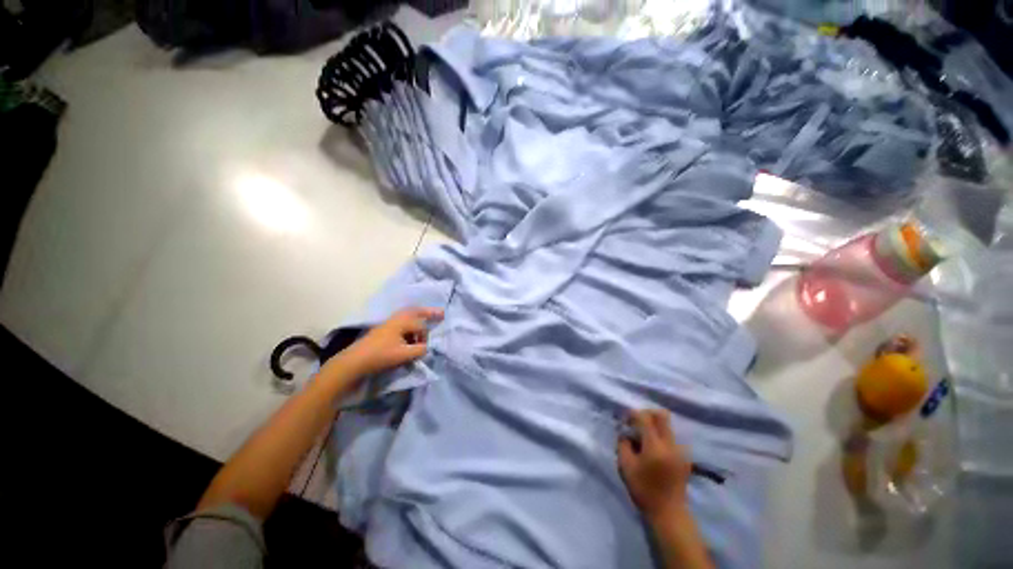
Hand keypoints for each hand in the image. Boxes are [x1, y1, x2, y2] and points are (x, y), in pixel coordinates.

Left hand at [337, 307, 443, 376]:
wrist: (354, 361)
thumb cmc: (380, 356)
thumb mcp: (404, 355)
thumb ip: (419, 350)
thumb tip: (427, 347)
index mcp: (402, 322)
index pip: (421, 326)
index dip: (426, 336)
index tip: (425, 347)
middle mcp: (396, 318)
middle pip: (416, 311)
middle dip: (428, 312)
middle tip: (441, 313)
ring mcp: (388, 323)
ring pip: (408, 315)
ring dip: (418, 318)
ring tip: (425, 324)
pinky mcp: (384, 329)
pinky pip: (402, 321)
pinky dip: (410, 324)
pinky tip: (409, 334)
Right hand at [618, 409, 691, 521]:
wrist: (668, 513)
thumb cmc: (643, 489)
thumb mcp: (625, 466)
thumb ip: (623, 444)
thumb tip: (625, 433)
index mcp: (655, 446)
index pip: (645, 417)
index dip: (633, 414)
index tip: (625, 421)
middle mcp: (670, 444)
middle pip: (661, 415)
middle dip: (647, 414)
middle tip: (636, 424)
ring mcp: (680, 450)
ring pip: (667, 425)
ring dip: (654, 425)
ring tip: (644, 439)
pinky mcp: (684, 457)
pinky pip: (671, 437)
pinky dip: (660, 436)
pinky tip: (653, 450)